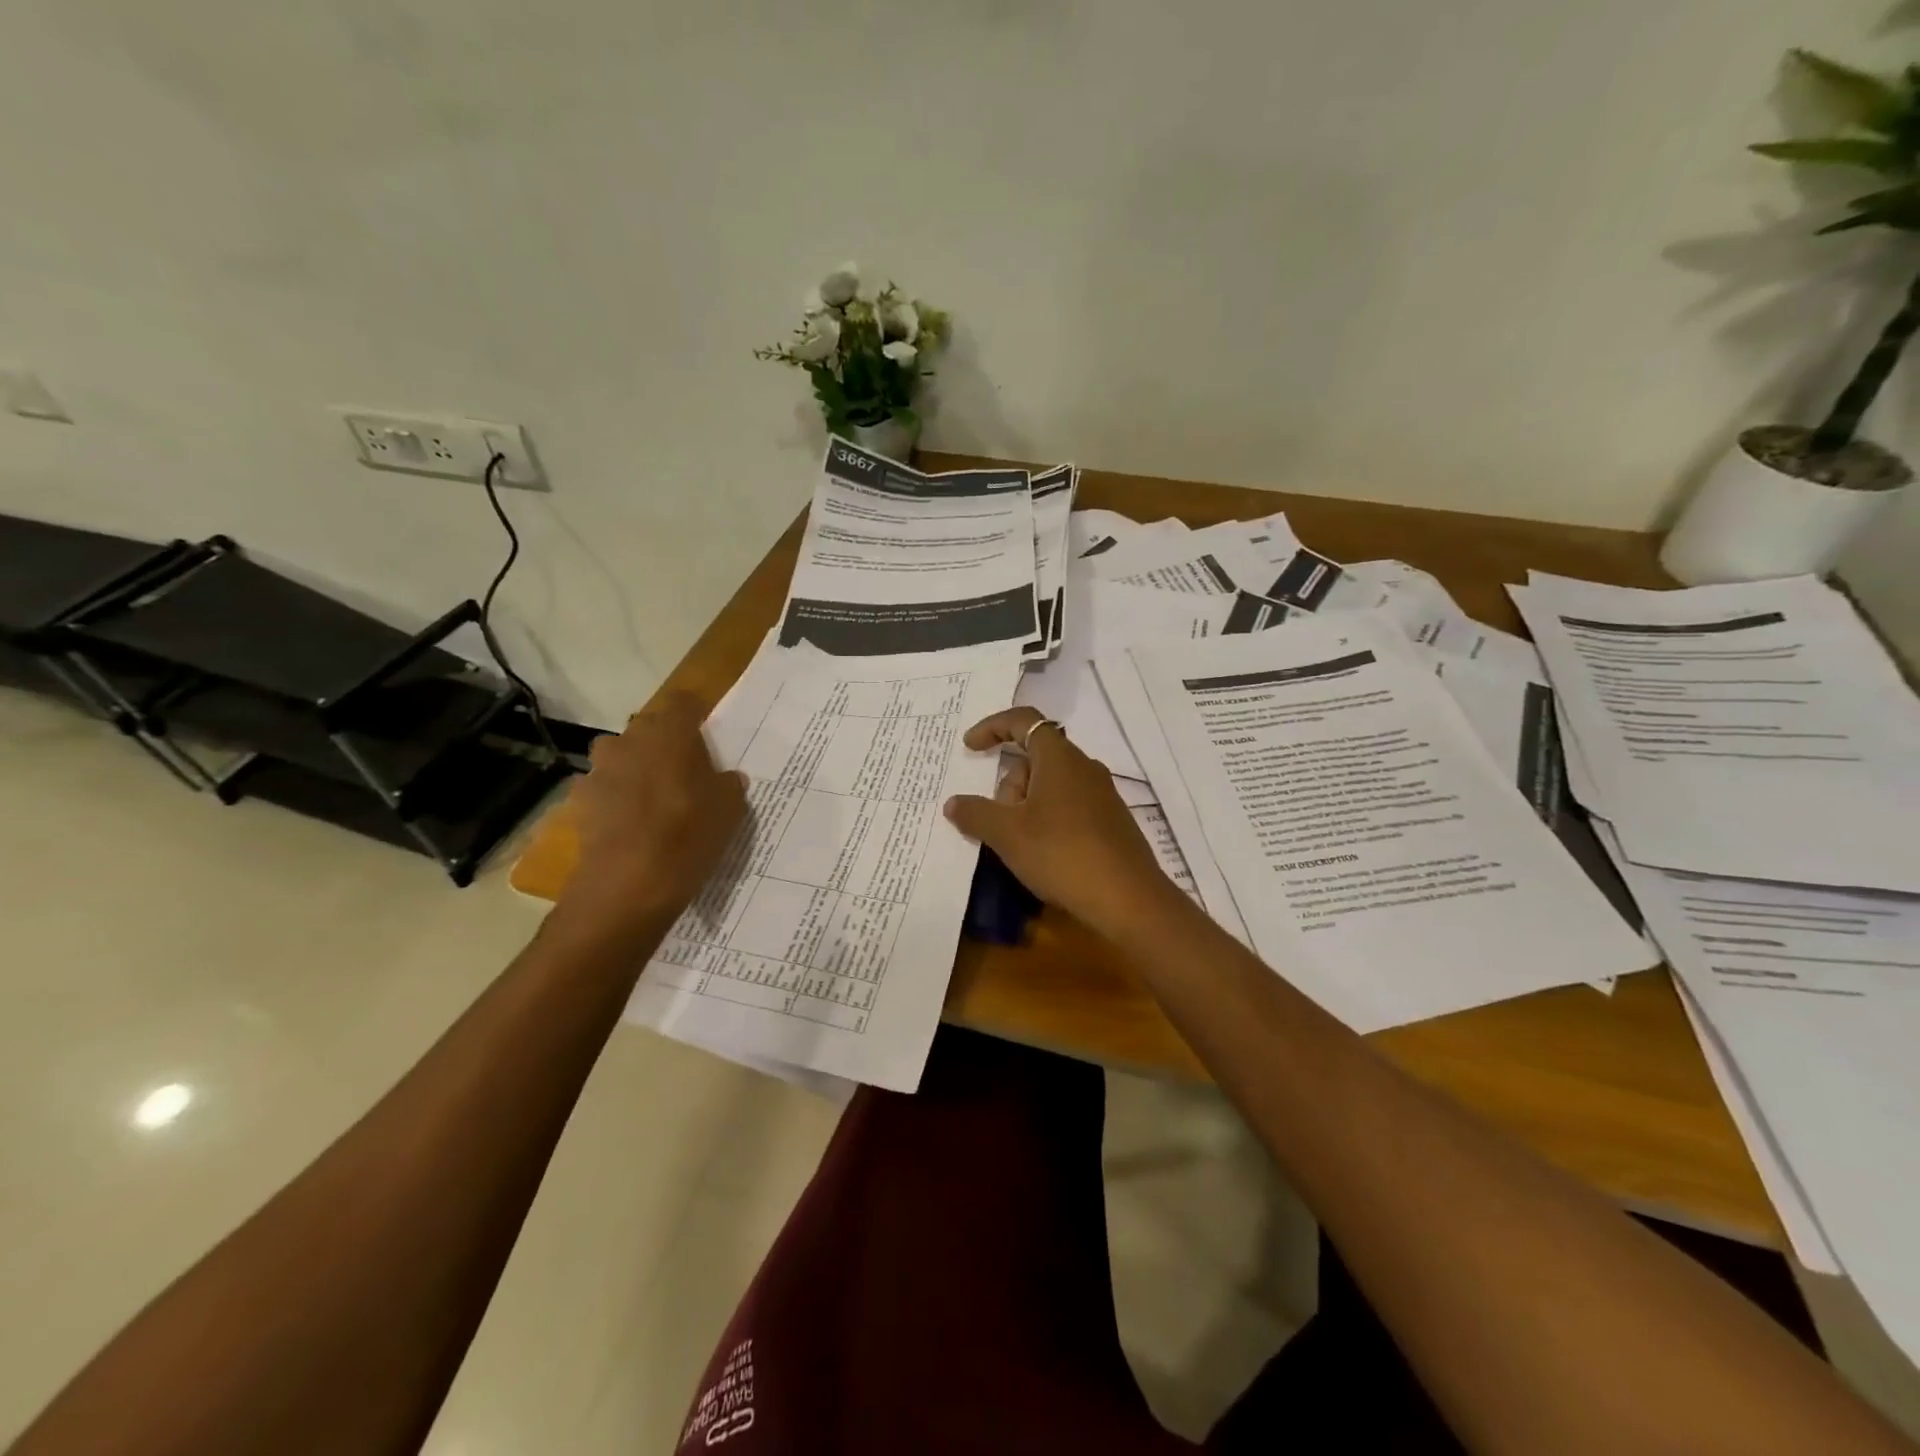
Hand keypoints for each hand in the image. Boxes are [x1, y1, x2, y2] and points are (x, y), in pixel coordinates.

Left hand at [557, 692, 747, 936]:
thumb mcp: (729, 809)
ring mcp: (600, 770)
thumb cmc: (688, 835)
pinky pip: (605, 789)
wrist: (627, 886)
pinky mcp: (581, 802)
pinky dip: (617, 799)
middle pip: (648, 728)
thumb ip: (729, 784)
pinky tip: (631, 825)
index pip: (683, 702)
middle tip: (685, 772)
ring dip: (636, 769)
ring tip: (655, 799)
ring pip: (622, 757)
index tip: (707, 734)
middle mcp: (629, 740)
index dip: (695, 715)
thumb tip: (725, 778)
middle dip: (664, 743)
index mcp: (670, 732)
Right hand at [943, 708, 1182, 934]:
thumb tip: (954, 803)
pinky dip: (1047, 820)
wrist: (1128, 899)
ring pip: (1050, 786)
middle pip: (1034, 758)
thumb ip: (975, 813)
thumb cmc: (1062, 854)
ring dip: (1026, 806)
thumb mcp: (1007, 834)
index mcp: (1060, 758)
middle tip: (998, 823)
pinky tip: (1043, 854)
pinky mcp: (1110, 822)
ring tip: (1019, 845)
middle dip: (1008, 785)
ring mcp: (1102, 795)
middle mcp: (1084, 767)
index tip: (969, 747)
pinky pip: (1068, 806)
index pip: (1023, 721)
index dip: (992, 727)